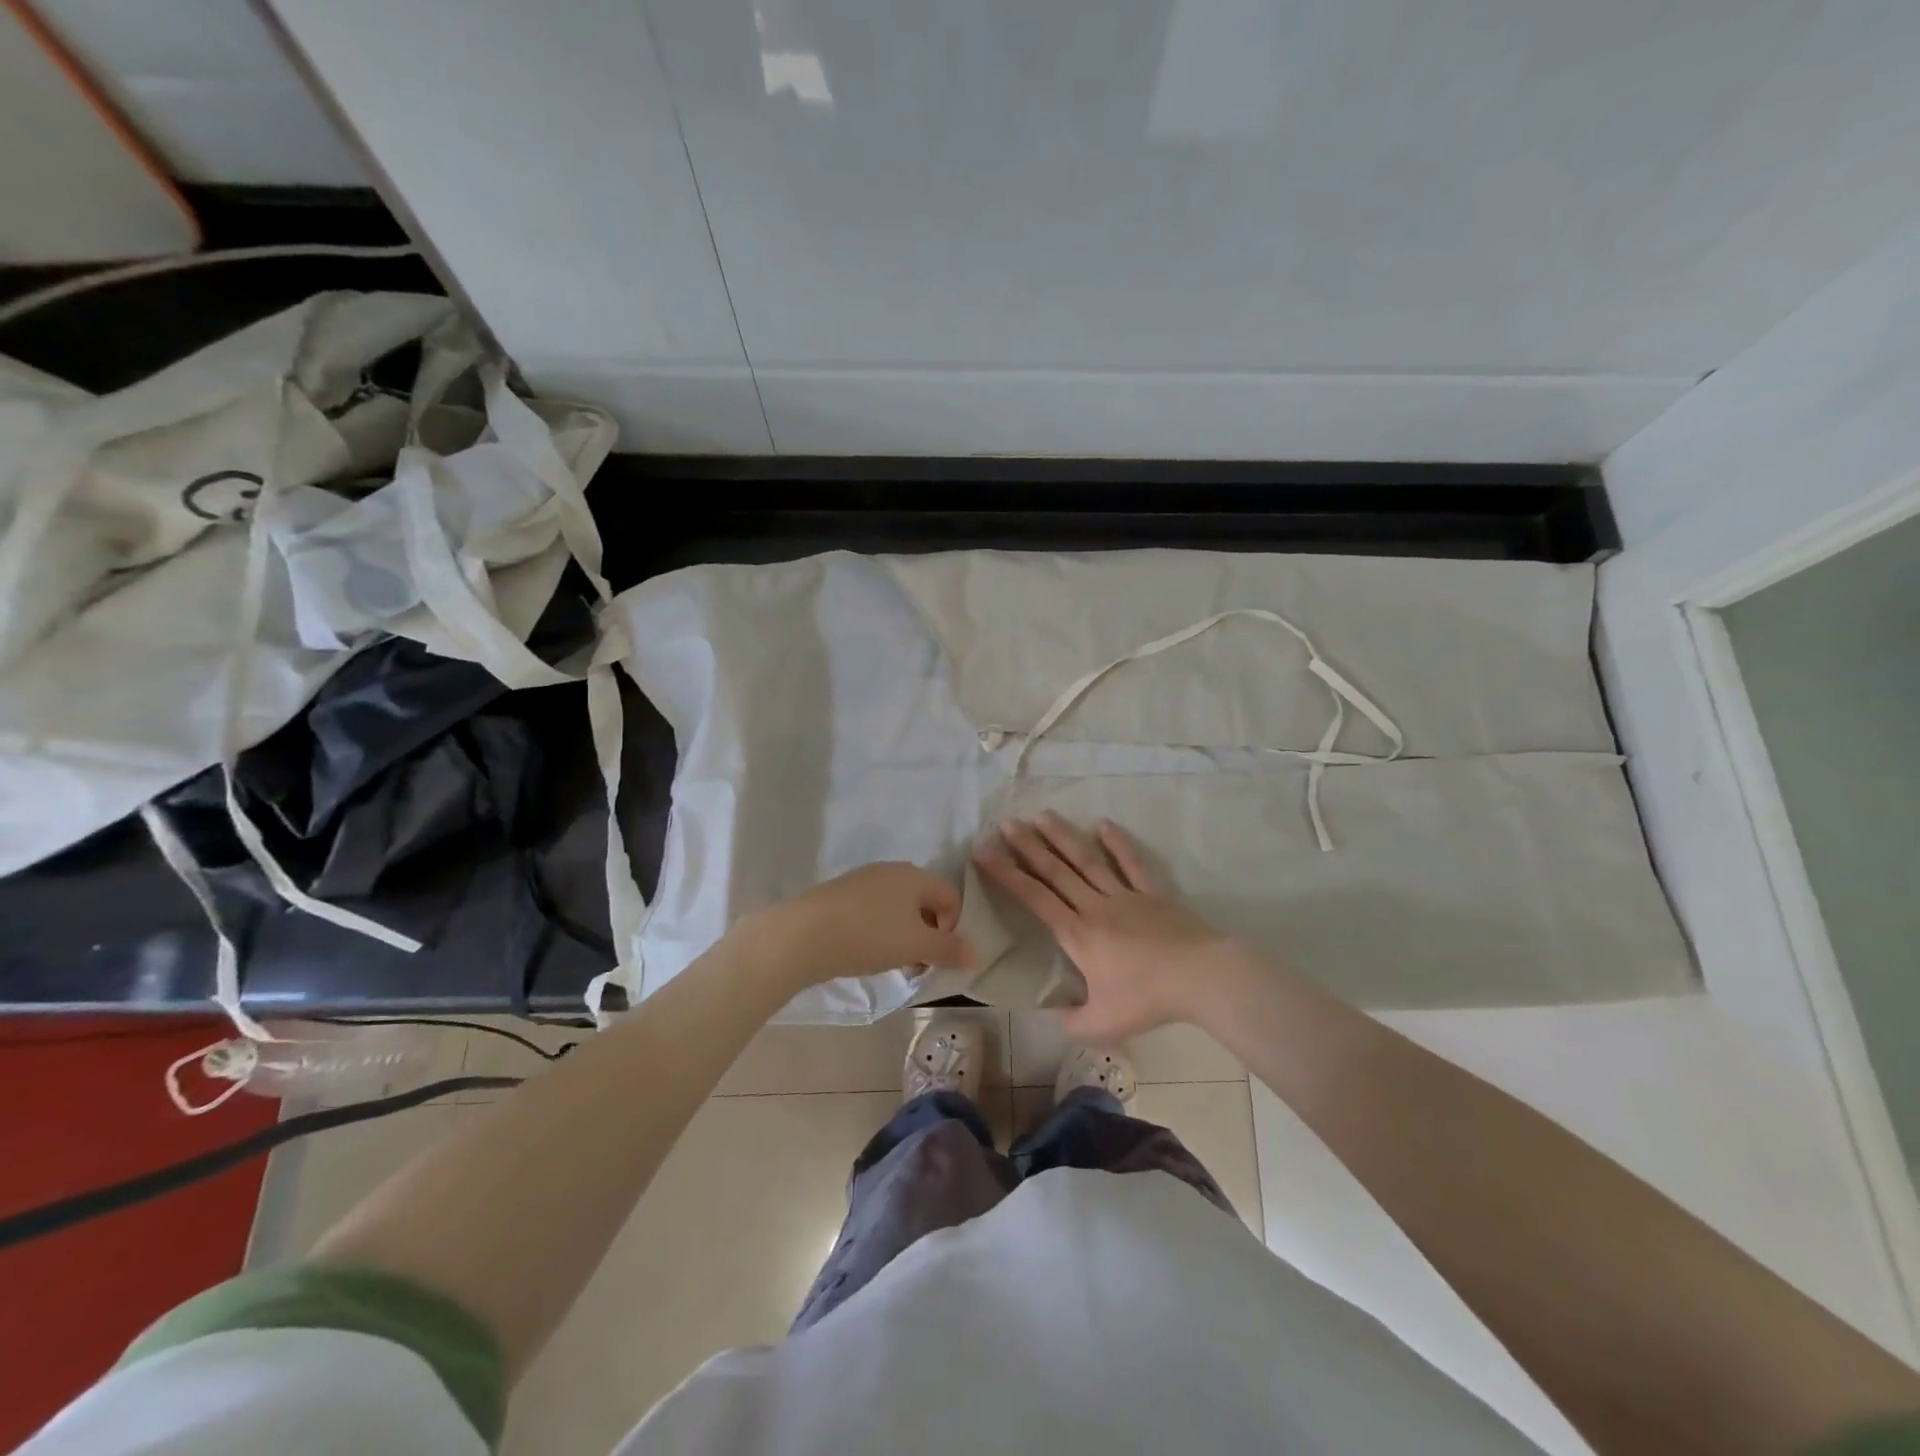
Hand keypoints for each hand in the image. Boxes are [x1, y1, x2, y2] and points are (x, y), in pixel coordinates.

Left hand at [739, 862, 972, 990]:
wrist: (802, 934)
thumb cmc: (869, 936)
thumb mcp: (915, 946)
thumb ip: (949, 949)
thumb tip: (975, 954)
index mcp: (915, 876)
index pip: (951, 896)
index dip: (954, 927)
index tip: (940, 956)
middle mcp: (892, 870)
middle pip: (924, 901)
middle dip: (929, 934)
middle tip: (919, 965)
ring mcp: (863, 880)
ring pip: (898, 908)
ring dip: (904, 935)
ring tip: (893, 964)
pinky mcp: (841, 895)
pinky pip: (873, 911)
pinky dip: (880, 931)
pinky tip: (866, 953)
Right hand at [973, 813, 1240, 1042]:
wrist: (1201, 977)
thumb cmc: (1148, 998)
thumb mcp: (1102, 1024)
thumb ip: (1071, 1021)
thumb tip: (1051, 1017)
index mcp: (1077, 934)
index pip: (1034, 898)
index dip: (1006, 874)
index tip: (984, 852)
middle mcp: (1095, 906)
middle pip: (1055, 871)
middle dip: (1027, 846)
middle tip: (1005, 823)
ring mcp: (1125, 895)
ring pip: (1087, 860)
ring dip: (1063, 837)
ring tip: (1042, 815)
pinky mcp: (1152, 893)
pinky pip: (1131, 863)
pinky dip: (1117, 843)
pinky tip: (1103, 824)